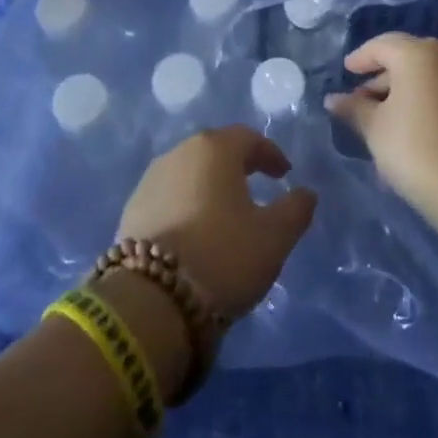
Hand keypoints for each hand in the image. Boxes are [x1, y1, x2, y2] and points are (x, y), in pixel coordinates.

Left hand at [117, 126, 318, 318]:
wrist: (152, 299)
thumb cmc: (223, 255)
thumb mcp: (274, 237)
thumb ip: (296, 209)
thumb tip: (306, 193)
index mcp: (214, 149)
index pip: (248, 138)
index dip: (270, 154)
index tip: (284, 175)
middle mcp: (179, 153)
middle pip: (215, 151)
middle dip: (238, 165)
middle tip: (256, 186)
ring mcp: (150, 180)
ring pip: (189, 173)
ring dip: (209, 185)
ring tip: (225, 211)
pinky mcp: (131, 210)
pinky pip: (169, 197)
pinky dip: (186, 205)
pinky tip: (195, 231)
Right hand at [326, 33, 437, 207]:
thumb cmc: (415, 149)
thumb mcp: (375, 128)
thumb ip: (354, 108)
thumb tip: (333, 99)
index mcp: (419, 53)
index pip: (382, 45)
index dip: (360, 58)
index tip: (346, 72)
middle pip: (408, 58)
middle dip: (383, 77)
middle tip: (363, 100)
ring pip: (430, 78)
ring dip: (406, 93)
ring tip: (385, 123)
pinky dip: (427, 104)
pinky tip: (413, 132)